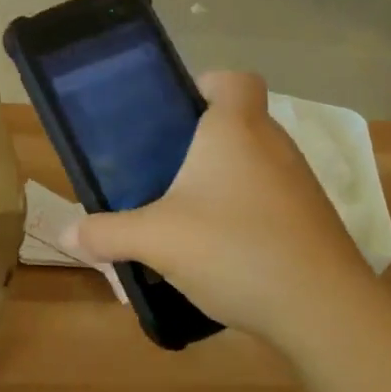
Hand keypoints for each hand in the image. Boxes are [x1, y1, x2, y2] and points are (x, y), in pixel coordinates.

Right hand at [70, 71, 378, 342]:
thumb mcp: (155, 240)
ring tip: (186, 214)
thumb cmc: (234, 249)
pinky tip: (221, 249)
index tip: (173, 116)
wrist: (324, 312)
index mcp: (235, 129)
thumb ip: (106, 233)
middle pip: (237, 122)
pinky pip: (270, 198)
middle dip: (199, 142)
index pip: (233, 79)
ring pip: (254, 163)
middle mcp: (273, 145)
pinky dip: (246, 211)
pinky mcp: (313, 220)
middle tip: (161, 170)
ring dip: (222, 180)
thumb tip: (66, 235)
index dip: (204, 86)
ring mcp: (299, 183)